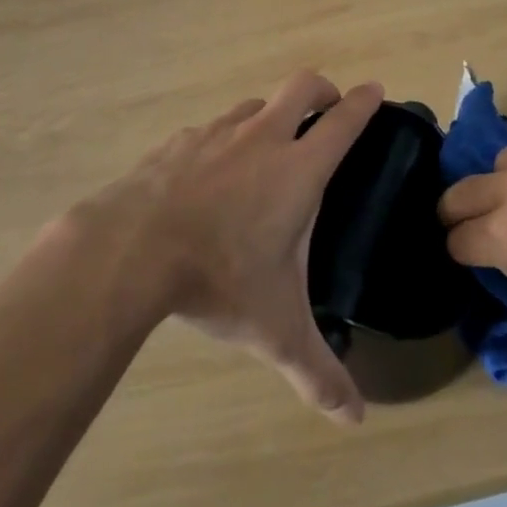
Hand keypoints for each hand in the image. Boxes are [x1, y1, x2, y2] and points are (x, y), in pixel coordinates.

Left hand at [81, 71, 383, 423]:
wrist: (130, 248)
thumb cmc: (217, 278)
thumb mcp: (275, 329)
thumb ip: (317, 372)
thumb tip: (354, 419)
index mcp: (298, 169)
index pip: (343, 121)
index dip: (364, 102)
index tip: (377, 90)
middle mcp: (261, 138)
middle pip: (302, 87)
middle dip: (322, 91)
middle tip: (328, 108)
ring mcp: (216, 133)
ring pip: (254, 106)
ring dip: (270, 117)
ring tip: (267, 150)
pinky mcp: (178, 141)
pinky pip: (211, 129)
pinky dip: (223, 141)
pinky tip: (209, 175)